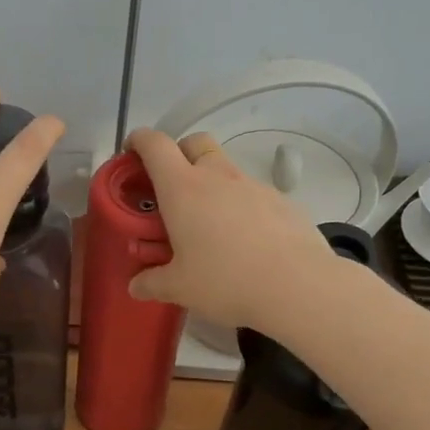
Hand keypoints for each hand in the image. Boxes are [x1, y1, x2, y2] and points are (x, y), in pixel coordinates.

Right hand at [123, 128, 334, 335]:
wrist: (298, 286)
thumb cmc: (225, 280)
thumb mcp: (179, 288)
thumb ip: (152, 283)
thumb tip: (136, 286)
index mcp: (182, 188)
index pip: (154, 145)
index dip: (139, 141)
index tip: (131, 153)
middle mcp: (217, 176)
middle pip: (195, 142)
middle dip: (178, 153)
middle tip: (170, 186)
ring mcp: (253, 185)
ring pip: (225, 169)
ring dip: (211, 183)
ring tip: (208, 224)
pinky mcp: (281, 201)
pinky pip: (252, 193)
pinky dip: (240, 206)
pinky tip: (244, 241)